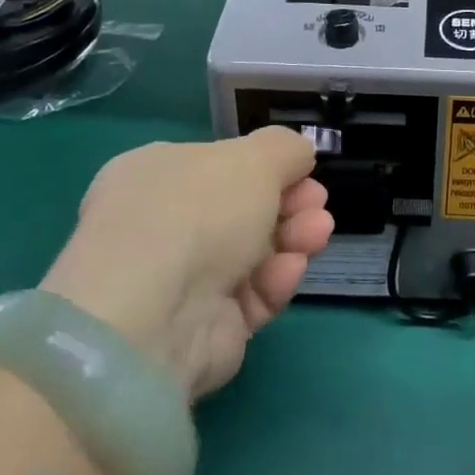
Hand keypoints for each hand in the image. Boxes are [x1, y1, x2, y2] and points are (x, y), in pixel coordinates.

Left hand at [40, 128, 333, 400]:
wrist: (157, 315)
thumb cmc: (198, 213)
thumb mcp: (254, 157)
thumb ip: (285, 148)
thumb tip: (298, 156)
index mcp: (156, 175)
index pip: (220, 165)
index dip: (267, 166)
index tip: (305, 171)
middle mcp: (164, 225)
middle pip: (245, 209)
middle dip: (290, 203)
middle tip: (317, 205)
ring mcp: (183, 279)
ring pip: (256, 252)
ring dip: (294, 237)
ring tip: (317, 234)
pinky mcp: (207, 325)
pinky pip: (253, 294)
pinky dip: (277, 279)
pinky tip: (291, 268)